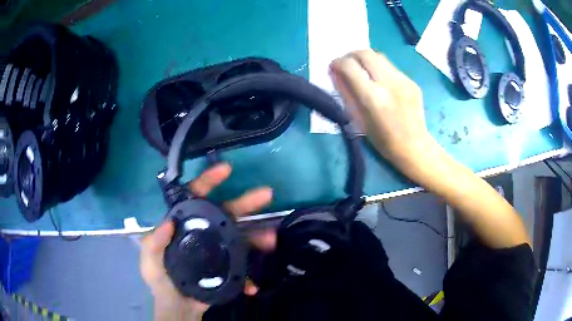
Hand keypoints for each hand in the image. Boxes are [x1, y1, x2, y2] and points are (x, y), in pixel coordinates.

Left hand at [140, 163, 274, 320]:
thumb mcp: (149, 262)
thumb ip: (153, 243)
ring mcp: (217, 250)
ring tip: (271, 239)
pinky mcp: (227, 268)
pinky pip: (241, 267)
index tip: (226, 170)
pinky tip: (252, 285)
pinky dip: (248, 275)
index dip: (209, 182)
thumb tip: (168, 222)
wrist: (178, 307)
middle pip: (225, 213)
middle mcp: (204, 233)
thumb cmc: (161, 282)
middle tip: (266, 194)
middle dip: (245, 202)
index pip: (195, 198)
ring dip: (257, 237)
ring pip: (240, 237)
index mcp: (184, 226)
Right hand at [330, 49, 437, 169]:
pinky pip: (391, 68)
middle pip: (365, 53)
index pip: (349, 66)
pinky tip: (381, 83)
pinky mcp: (411, 81)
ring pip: (379, 57)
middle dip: (351, 55)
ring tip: (363, 72)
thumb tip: (335, 73)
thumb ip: (346, 94)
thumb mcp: (358, 120)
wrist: (415, 146)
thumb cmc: (383, 141)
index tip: (334, 67)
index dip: (337, 63)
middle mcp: (389, 83)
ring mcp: (403, 80)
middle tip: (347, 64)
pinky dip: (380, 70)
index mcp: (373, 98)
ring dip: (366, 60)